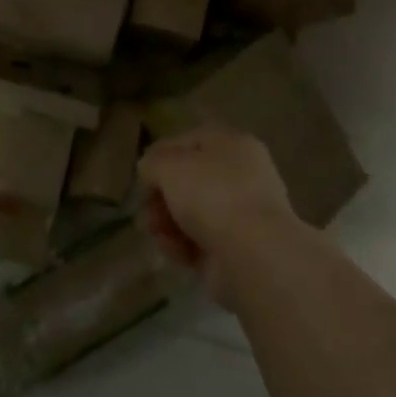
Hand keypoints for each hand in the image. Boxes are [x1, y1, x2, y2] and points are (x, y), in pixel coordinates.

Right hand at [137, 125, 296, 300]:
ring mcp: (241, 214)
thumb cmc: (212, 195)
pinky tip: (175, 252)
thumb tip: (150, 172)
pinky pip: (199, 241)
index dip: (161, 156)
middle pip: (188, 180)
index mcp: (232, 144)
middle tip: (147, 211)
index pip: (189, 141)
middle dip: (161, 196)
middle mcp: (241, 175)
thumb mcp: (170, 165)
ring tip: (157, 234)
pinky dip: (182, 246)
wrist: (253, 255)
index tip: (142, 177)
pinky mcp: (236, 249)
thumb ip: (152, 162)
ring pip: (191, 213)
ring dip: (167, 222)